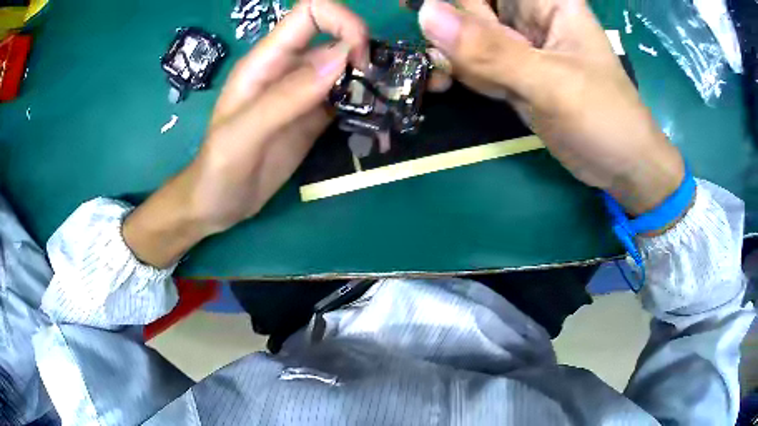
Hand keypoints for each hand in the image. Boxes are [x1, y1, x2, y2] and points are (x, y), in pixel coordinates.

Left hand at [123, 0, 368, 267]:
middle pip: (336, 36)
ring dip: (369, 78)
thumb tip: (341, 59)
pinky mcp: (314, 117)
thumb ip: (285, 97)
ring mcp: (304, 93)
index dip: (341, 21)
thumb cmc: (218, 170)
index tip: (358, 57)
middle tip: (378, 86)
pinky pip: (346, 97)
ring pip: (346, 67)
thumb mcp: (242, 135)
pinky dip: (365, 102)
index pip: (310, 12)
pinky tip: (376, 119)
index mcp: (266, 61)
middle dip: (364, 52)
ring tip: (386, 103)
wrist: (218, 204)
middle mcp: (289, 69)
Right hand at [418, 0, 684, 215]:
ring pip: (464, 34)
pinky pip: (472, 62)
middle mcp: (527, 16)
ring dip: (449, 53)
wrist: (621, 167)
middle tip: (468, 63)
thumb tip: (426, 13)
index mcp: (545, 2)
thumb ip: (491, 50)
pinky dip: (458, 73)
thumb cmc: (605, 118)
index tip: (413, 5)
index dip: (456, 0)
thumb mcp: (551, 82)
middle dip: (453, 30)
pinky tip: (447, 84)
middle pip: (470, 6)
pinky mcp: (512, 73)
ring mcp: (518, 46)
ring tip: (459, 80)